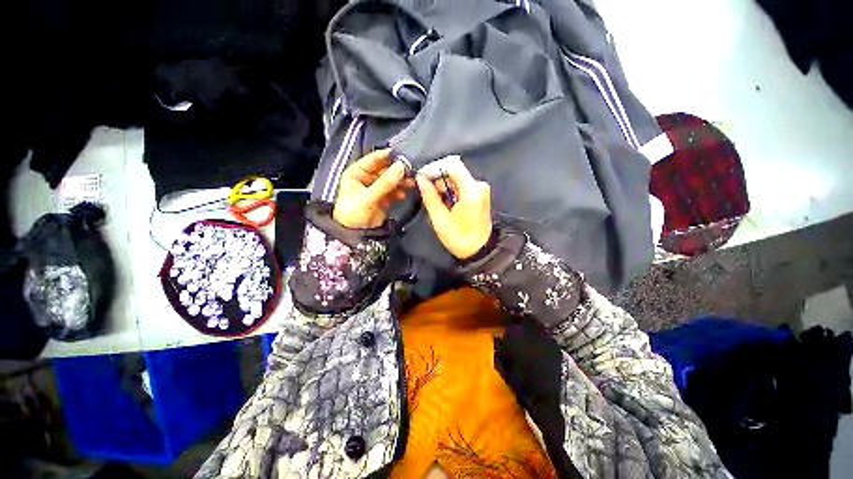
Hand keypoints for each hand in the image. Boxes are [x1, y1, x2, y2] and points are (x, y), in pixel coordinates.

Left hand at [333, 149, 414, 228]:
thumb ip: (385, 183)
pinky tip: (404, 194)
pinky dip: (400, 192)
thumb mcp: (367, 197)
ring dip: (401, 182)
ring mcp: (377, 188)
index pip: (373, 159)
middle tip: (411, 171)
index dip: (387, 155)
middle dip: (397, 171)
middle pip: (385, 170)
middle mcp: (367, 177)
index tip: (402, 154)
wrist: (355, 233)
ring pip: (391, 180)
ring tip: (411, 184)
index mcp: (357, 172)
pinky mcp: (384, 198)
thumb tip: (401, 167)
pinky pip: (394, 191)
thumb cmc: (353, 212)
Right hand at [416, 156, 492, 259]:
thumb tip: (421, 179)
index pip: (452, 165)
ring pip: (457, 178)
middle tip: (425, 190)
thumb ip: (430, 196)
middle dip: (437, 178)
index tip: (421, 176)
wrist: (480, 251)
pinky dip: (450, 190)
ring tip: (433, 200)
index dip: (434, 167)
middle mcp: (478, 185)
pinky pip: (461, 185)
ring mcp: (480, 189)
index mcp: (471, 190)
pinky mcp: (479, 194)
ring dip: (443, 186)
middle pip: (454, 171)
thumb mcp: (440, 219)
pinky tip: (444, 202)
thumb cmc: (459, 238)